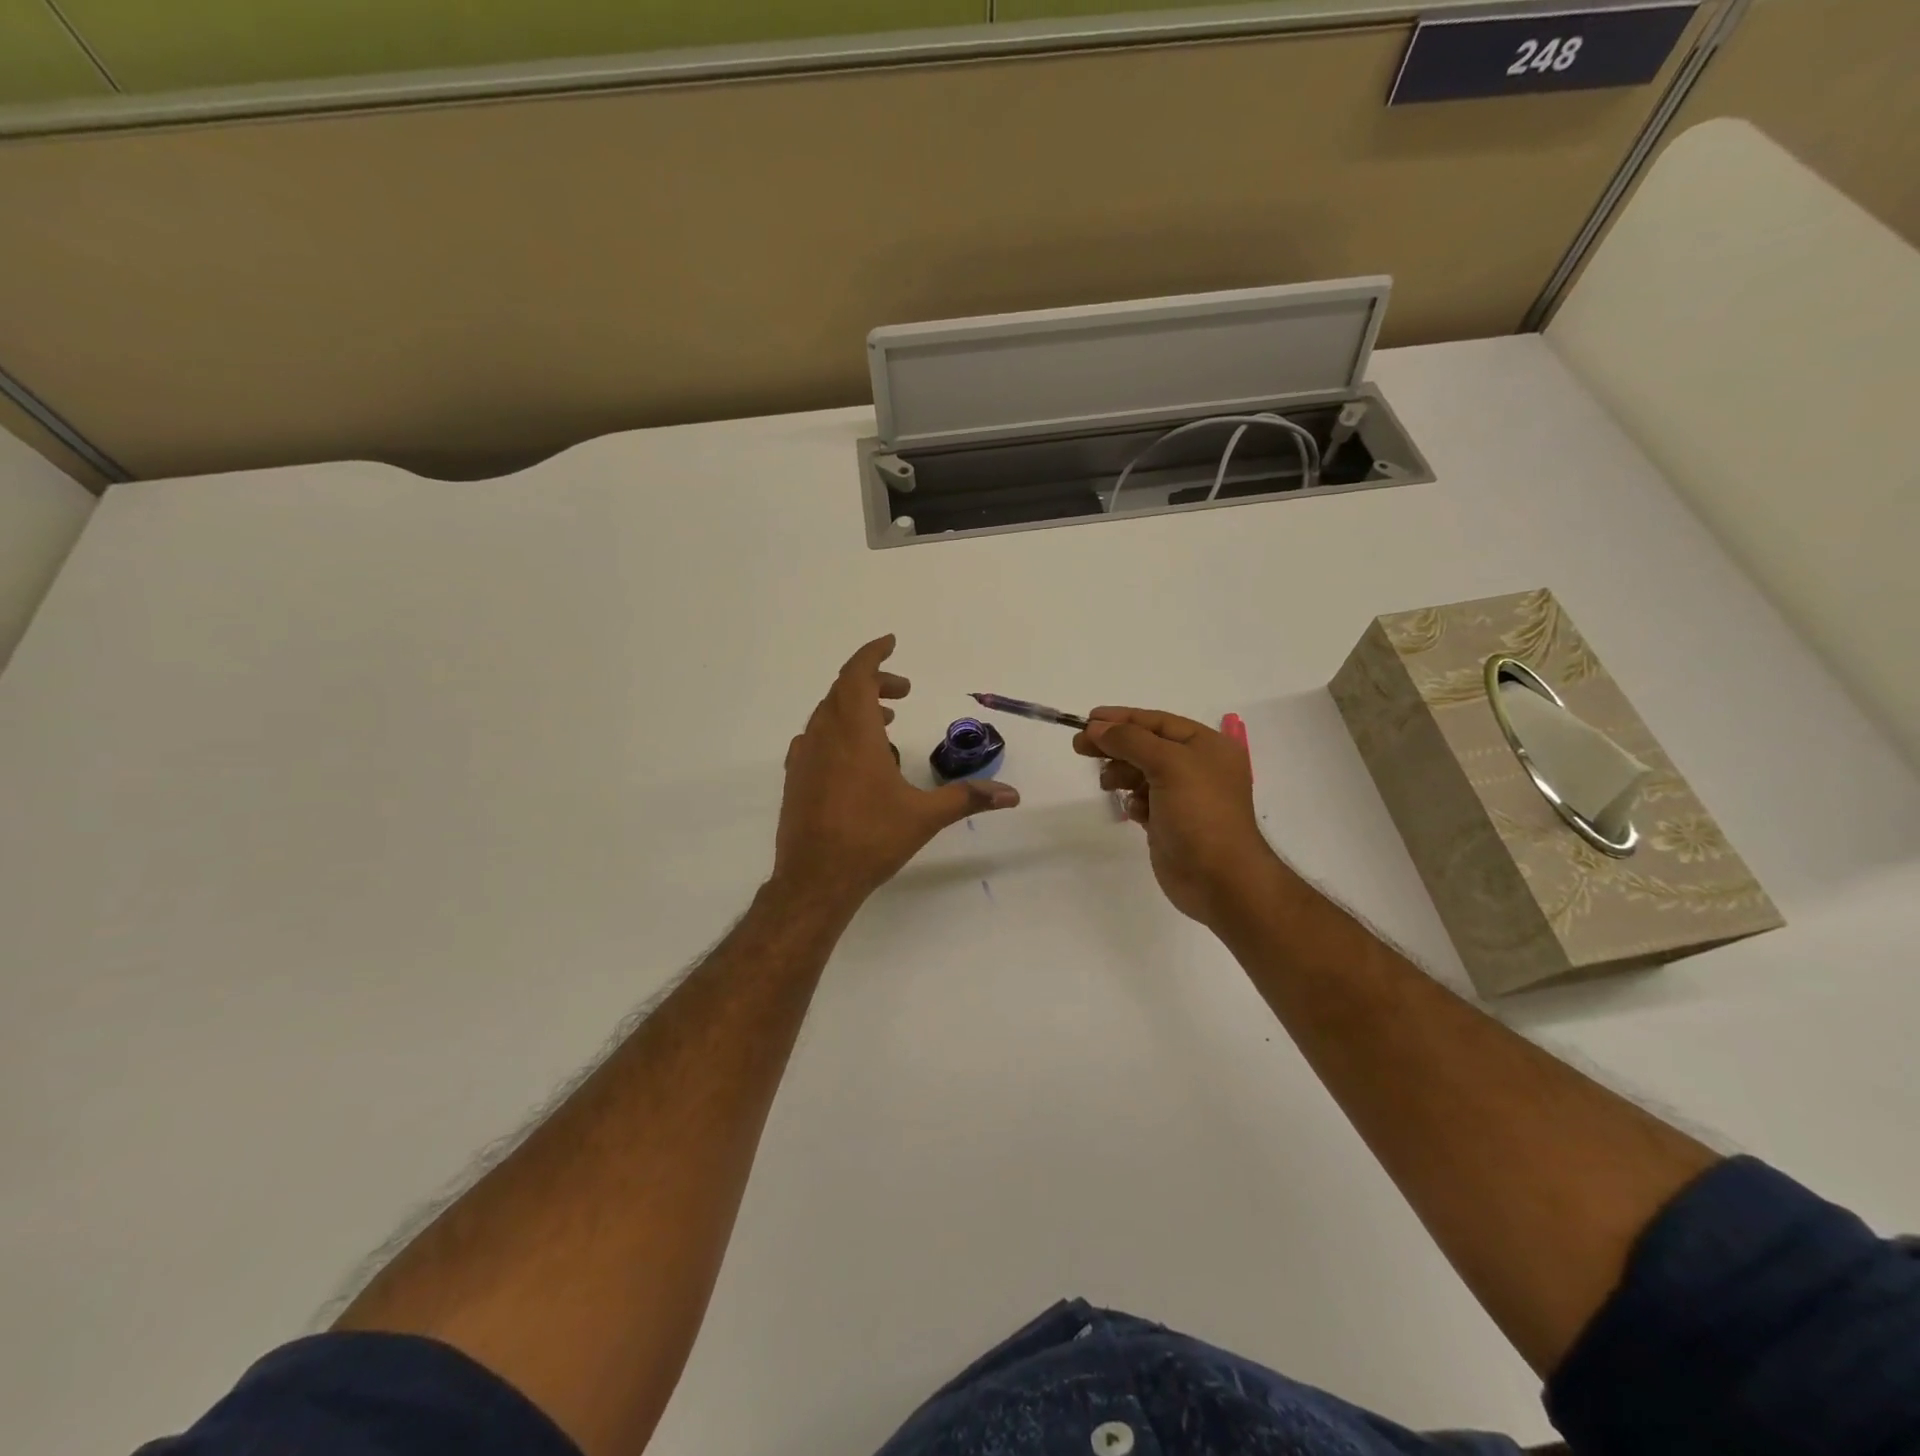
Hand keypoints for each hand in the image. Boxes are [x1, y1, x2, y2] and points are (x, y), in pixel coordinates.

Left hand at [774, 636, 1019, 909]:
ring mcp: (804, 757)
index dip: (873, 654)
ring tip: (886, 725)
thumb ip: (968, 798)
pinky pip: (816, 738)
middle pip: (844, 690)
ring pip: (827, 713)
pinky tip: (855, 758)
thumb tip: (1012, 795)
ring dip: (856, 707)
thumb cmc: (871, 839)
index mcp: (854, 733)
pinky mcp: (794, 778)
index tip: (891, 643)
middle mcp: (824, 736)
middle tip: (904, 691)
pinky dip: (837, 731)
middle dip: (874, 682)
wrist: (815, 879)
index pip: (858, 675)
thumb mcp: (925, 816)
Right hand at [1073, 707, 1282, 926]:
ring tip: (1107, 784)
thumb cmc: (1200, 813)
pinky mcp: (1170, 822)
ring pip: (1141, 772)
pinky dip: (1133, 801)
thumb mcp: (1168, 764)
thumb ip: (1130, 741)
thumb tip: (1096, 727)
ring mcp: (1183, 796)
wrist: (1219, 878)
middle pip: (1146, 745)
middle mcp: (1197, 766)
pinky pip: (1143, 800)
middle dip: (1114, 745)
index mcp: (1206, 746)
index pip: (1157, 721)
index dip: (1122, 718)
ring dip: (1121, 774)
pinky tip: (1133, 812)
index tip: (1087, 719)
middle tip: (1079, 746)